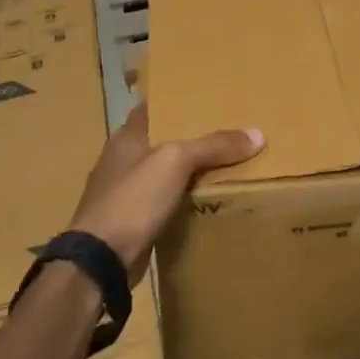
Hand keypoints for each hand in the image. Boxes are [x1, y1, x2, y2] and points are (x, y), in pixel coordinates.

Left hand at [69, 103, 262, 281]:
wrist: (101, 259)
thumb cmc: (134, 198)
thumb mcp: (176, 162)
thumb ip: (214, 146)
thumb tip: (258, 134)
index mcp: (126, 138)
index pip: (152, 108)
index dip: (174, 102)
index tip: (203, 99)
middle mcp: (121, 161)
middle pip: (159, 141)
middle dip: (187, 138)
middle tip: (224, 132)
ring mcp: (122, 193)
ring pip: (161, 174)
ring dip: (184, 172)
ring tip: (221, 165)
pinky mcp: (129, 221)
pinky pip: (161, 202)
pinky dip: (179, 200)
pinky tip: (202, 201)